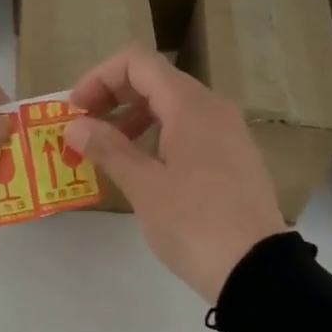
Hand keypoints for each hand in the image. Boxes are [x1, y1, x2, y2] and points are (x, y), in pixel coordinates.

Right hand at [66, 47, 287, 303]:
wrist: (255, 269)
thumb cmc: (194, 223)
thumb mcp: (144, 187)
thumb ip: (108, 149)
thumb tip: (76, 126)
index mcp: (190, 106)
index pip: (137, 63)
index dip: (99, 78)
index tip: (75, 111)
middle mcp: (212, 108)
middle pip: (154, 80)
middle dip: (112, 97)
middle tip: (83, 130)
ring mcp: (227, 132)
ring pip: (171, 106)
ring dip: (133, 118)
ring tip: (107, 151)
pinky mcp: (232, 157)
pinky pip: (188, 129)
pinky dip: (157, 135)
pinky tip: (141, 168)